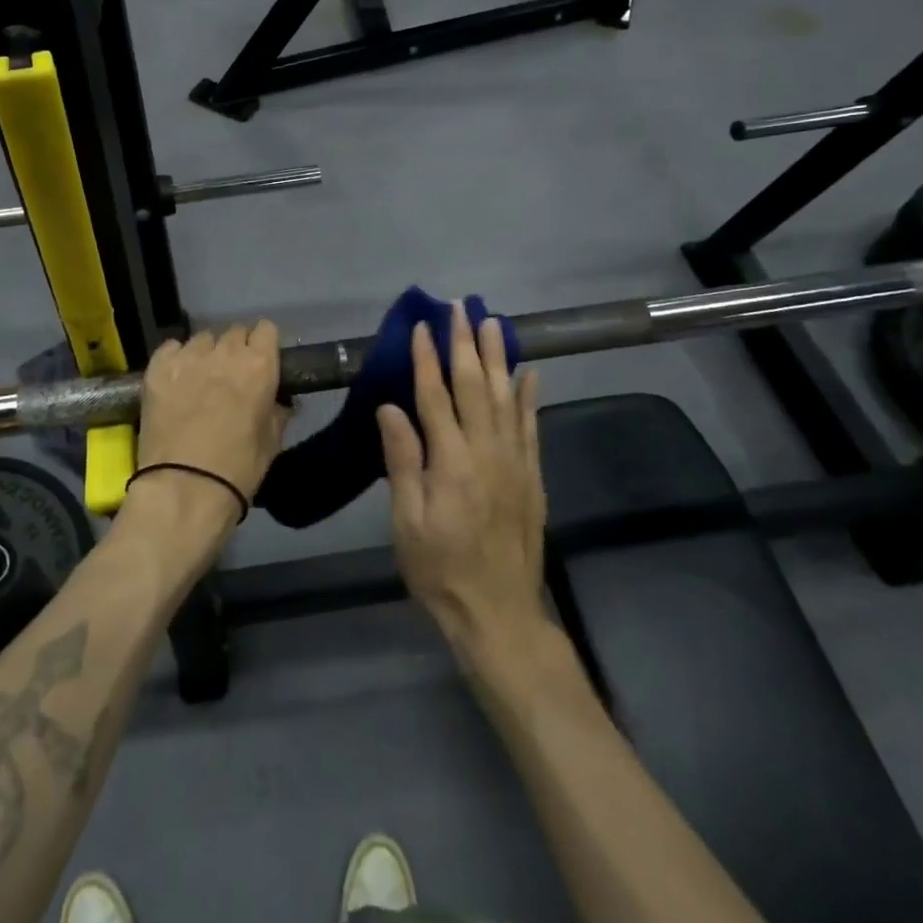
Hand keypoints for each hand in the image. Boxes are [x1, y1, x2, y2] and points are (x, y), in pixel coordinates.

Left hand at [128, 322, 289, 542]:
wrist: (184, 489)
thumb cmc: (238, 470)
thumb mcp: (271, 442)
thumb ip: (277, 411)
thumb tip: (280, 400)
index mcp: (259, 366)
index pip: (266, 329)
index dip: (263, 344)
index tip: (260, 360)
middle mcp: (225, 352)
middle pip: (233, 331)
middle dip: (235, 349)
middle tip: (230, 375)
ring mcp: (188, 357)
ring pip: (202, 339)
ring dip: (205, 354)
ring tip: (199, 378)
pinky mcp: (157, 367)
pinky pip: (171, 348)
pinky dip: (175, 358)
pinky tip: (174, 379)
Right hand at [379, 303, 547, 648]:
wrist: (499, 614)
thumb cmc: (440, 568)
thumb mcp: (407, 521)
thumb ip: (402, 461)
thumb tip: (390, 407)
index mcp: (450, 461)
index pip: (435, 396)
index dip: (427, 358)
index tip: (422, 326)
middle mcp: (486, 451)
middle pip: (475, 385)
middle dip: (466, 344)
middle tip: (461, 308)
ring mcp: (515, 462)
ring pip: (507, 397)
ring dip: (499, 357)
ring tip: (493, 323)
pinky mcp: (532, 476)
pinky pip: (531, 427)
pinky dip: (530, 397)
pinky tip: (530, 373)